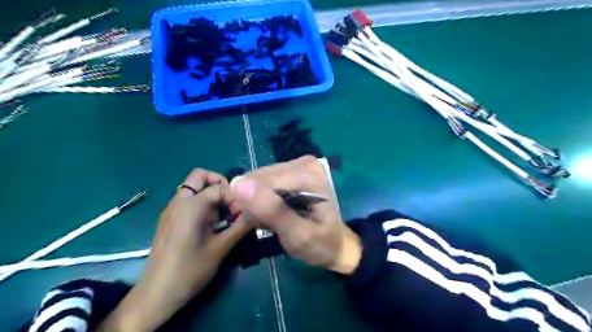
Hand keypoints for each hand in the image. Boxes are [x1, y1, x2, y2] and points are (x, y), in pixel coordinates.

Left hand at [97, 170, 249, 330]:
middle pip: (200, 176)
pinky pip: (188, 200)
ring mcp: (172, 209)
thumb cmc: (191, 269)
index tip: (242, 214)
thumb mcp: (222, 247)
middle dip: (220, 184)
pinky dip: (202, 203)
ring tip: (223, 216)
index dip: (235, 197)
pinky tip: (211, 224)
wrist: (157, 293)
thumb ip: (242, 225)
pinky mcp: (169, 218)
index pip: (220, 187)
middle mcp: (179, 201)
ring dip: (211, 194)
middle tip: (231, 203)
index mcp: (192, 205)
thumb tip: (259, 211)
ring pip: (194, 187)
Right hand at [230, 156, 360, 274]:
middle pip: (260, 178)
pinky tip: (270, 212)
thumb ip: (271, 210)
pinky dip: (262, 198)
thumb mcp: (297, 235)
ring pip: (260, 179)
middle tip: (259, 224)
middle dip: (254, 202)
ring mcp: (299, 164)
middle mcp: (304, 163)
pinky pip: (266, 181)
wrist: (336, 245)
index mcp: (309, 175)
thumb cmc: (320, 245)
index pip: (263, 181)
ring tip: (266, 220)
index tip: (252, 224)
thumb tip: (238, 184)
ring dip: (256, 201)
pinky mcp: (293, 170)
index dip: (250, 203)